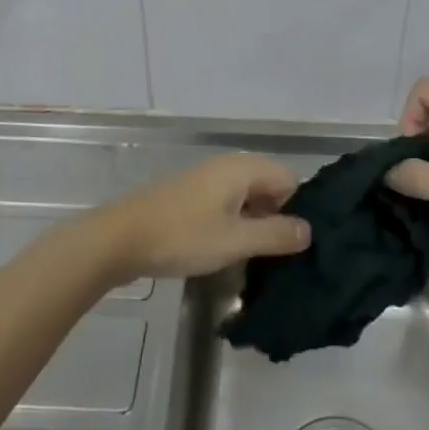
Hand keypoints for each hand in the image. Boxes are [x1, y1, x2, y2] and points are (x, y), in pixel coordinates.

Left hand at [94, 153, 309, 281]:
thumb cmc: (182, 236)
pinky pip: (227, 207)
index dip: (300, 210)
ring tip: (261, 262)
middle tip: (284, 259)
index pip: (290, 180)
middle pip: (270, 188)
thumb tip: (309, 230)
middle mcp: (228, 167)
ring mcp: (207, 181)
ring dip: (256, 226)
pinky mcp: (191, 198)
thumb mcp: (235, 241)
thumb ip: (276, 235)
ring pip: (248, 199)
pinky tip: (232, 254)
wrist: (119, 239)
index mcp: (243, 168)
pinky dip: (235, 226)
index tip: (301, 246)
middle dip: (279, 219)